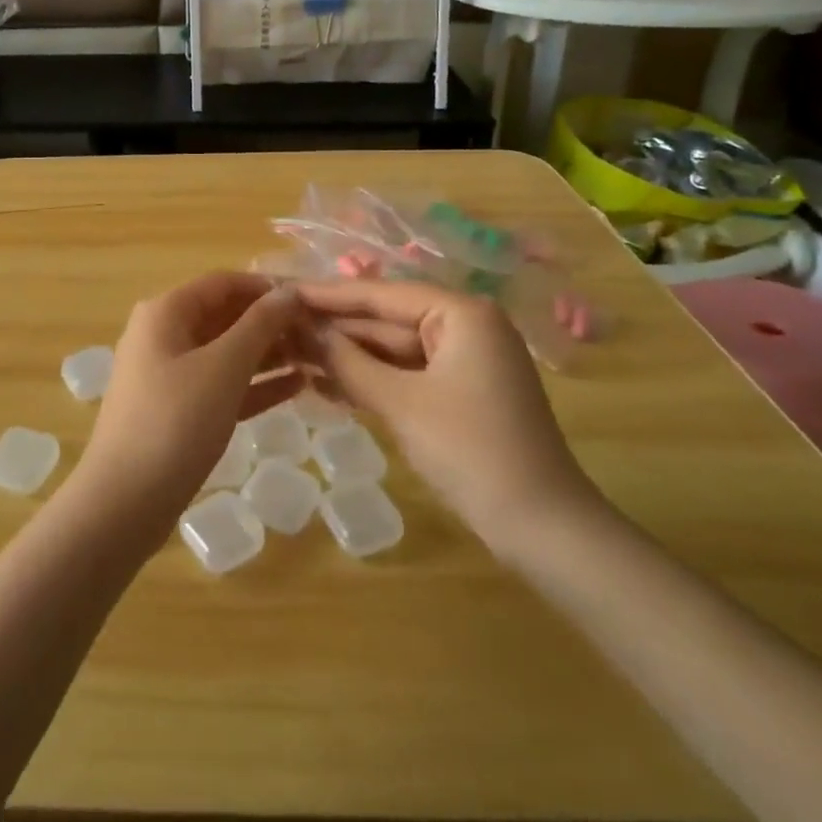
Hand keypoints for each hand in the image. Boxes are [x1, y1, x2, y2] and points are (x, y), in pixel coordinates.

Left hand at [72, 273, 302, 534]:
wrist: (126, 501)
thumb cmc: (176, 421)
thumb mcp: (223, 367)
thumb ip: (259, 325)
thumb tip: (288, 292)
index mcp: (166, 312)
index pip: (223, 282)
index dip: (266, 287)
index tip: (310, 299)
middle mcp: (164, 334)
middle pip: (225, 315)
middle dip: (271, 322)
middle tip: (320, 333)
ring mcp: (169, 374)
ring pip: (226, 352)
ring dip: (269, 353)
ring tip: (317, 358)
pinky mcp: (178, 410)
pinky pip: (223, 384)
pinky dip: (256, 384)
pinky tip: (298, 387)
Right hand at [296, 280, 607, 560]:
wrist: (542, 529)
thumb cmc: (471, 451)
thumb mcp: (401, 403)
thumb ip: (348, 362)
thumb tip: (304, 331)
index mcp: (460, 313)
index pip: (381, 294)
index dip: (328, 295)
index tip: (283, 292)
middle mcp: (465, 326)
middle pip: (386, 319)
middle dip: (335, 329)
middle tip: (279, 329)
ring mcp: (464, 361)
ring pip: (393, 349)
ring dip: (348, 357)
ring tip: (291, 355)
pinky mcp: (460, 393)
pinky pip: (406, 375)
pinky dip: (371, 380)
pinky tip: (326, 385)